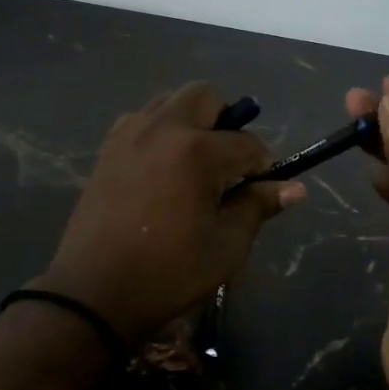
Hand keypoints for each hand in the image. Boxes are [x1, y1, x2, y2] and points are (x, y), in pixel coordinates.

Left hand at [36, 83, 304, 343]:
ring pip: (169, 103)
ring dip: (190, 122)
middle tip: (227, 165)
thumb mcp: (226, 245)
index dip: (263, 167)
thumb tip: (294, 188)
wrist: (95, 292)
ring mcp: (128, 134)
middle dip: (225, 122)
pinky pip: (141, 121)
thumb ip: (257, 206)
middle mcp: (161, 128)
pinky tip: (162, 171)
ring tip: (193, 166)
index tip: (261, 191)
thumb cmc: (169, 272)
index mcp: (196, 150)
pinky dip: (160, 132)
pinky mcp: (107, 149)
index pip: (247, 144)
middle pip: (204, 97)